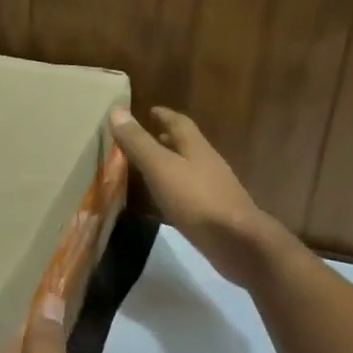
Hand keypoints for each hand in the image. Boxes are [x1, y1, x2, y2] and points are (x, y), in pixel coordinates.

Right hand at [108, 106, 281, 285]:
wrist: (236, 241)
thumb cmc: (197, 200)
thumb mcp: (161, 168)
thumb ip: (139, 143)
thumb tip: (116, 110)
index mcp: (196, 148)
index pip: (180, 123)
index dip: (164, 115)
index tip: (150, 110)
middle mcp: (208, 164)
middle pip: (187, 146)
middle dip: (168, 139)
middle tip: (148, 138)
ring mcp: (213, 190)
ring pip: (189, 170)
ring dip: (171, 166)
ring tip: (150, 169)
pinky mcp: (213, 214)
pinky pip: (190, 196)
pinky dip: (175, 192)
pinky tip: (164, 203)